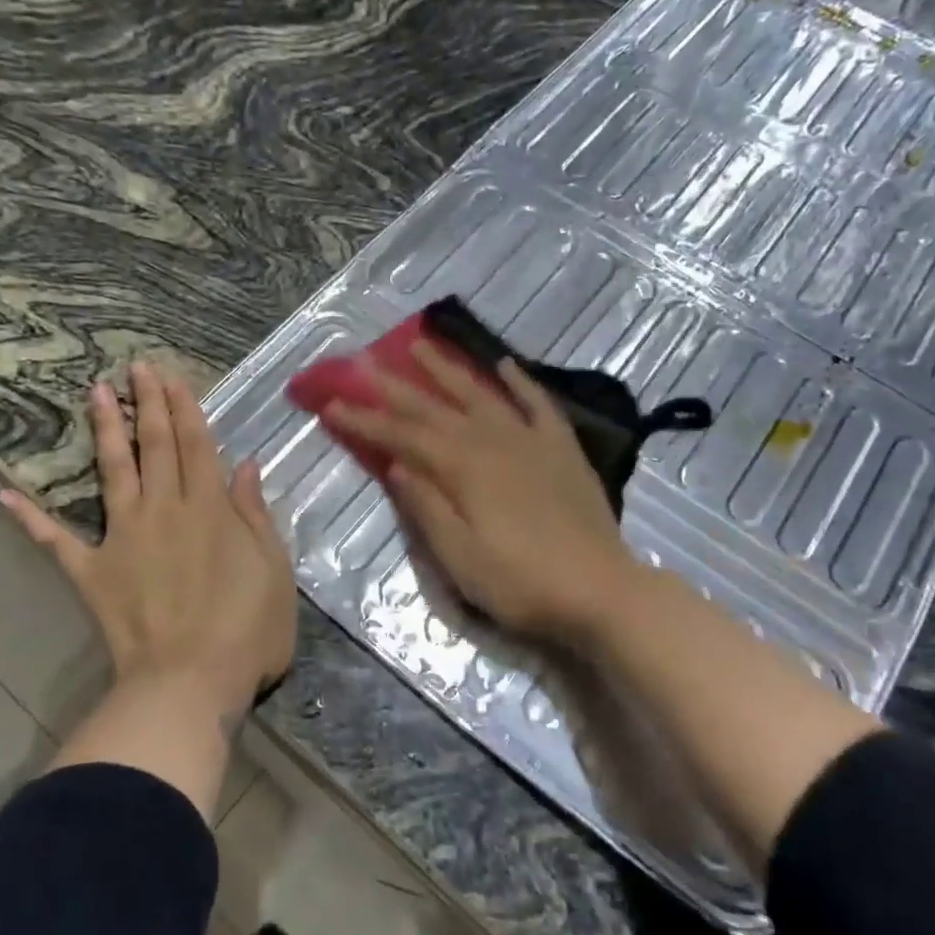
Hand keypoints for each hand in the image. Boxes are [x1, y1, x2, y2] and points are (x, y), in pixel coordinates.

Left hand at [1, 362, 295, 725]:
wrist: (189, 682)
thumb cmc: (246, 629)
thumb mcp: (273, 568)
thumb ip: (255, 513)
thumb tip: (246, 464)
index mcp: (210, 508)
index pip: (195, 444)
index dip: (184, 407)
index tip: (171, 376)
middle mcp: (165, 509)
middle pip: (154, 446)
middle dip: (146, 403)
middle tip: (135, 366)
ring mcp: (124, 537)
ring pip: (113, 472)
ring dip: (104, 431)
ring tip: (93, 393)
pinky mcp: (93, 571)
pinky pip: (56, 541)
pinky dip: (30, 518)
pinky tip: (5, 494)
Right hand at [322, 341, 642, 643]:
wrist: (602, 590)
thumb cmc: (522, 583)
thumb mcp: (461, 558)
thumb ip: (427, 508)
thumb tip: (398, 464)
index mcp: (463, 468)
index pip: (403, 436)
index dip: (365, 420)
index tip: (332, 403)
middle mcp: (493, 441)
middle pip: (435, 408)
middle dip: (396, 386)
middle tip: (365, 362)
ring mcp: (531, 440)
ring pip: (481, 394)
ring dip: (449, 369)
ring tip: (423, 344)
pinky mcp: (562, 449)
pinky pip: (538, 404)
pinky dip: (520, 381)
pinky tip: (505, 364)